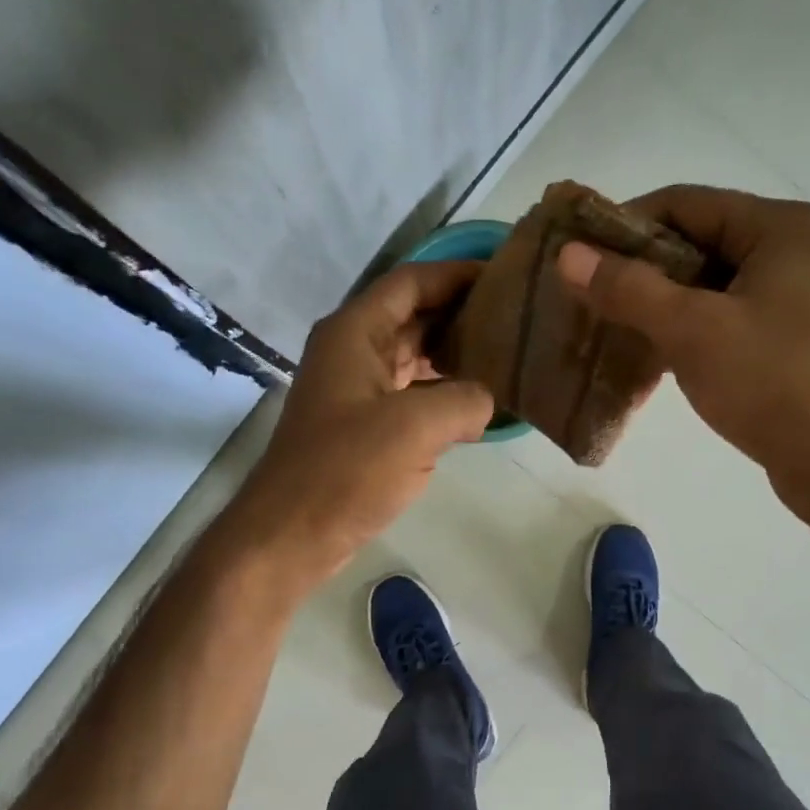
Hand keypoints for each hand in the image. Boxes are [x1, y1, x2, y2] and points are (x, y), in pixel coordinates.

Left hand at [221, 259, 494, 593]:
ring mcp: (356, 391)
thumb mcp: (416, 428)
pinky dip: (443, 394)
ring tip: (508, 355)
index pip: (412, 282)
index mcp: (355, 333)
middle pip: (414, 316)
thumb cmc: (345, 471)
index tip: (505, 275)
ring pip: (414, 358)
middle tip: (518, 317)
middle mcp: (353, 352)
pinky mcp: (363, 428)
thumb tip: (487, 400)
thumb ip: (465, 400)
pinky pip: (411, 395)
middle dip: (462, 313)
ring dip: (455, 355)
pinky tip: (479, 404)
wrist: (291, 535)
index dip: (457, 274)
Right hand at [557, 186, 809, 525]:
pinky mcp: (785, 340)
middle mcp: (789, 251)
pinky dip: (683, 332)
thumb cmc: (775, 382)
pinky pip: (721, 320)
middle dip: (637, 270)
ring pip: (705, 287)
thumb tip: (568, 255)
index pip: (684, 203)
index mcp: (778, 228)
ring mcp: (791, 298)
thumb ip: (630, 289)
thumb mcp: (694, 331)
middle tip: (585, 297)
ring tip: (605, 329)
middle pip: (695, 242)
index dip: (624, 225)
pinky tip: (646, 356)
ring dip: (656, 305)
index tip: (577, 257)